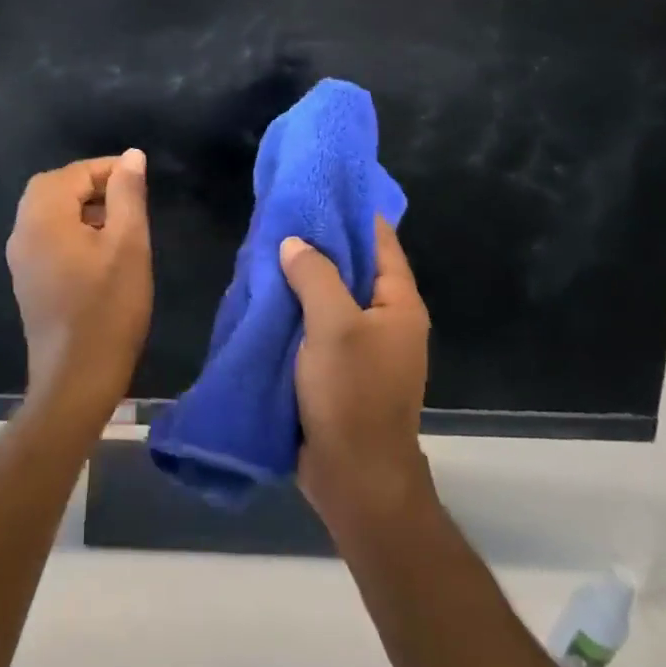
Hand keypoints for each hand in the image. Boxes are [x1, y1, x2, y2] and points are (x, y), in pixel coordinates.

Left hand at [5, 151, 152, 424]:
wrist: (76, 380)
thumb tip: (131, 156)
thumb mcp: (128, 245)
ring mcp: (21, 258)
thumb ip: (128, 194)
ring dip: (80, 206)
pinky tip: (99, 249)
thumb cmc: (108, 309)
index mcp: (43, 217)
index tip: (139, 178)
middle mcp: (23, 231)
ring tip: (119, 221)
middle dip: (90, 184)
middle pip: (52, 187)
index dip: (107, 169)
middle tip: (127, 195)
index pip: (72, 173)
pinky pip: (45, 235)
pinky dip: (70, 227)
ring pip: (47, 212)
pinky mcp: (27, 279)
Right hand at [281, 217, 433, 529]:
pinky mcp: (338, 368)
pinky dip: (296, 308)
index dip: (353, 211)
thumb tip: (295, 243)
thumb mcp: (334, 325)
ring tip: (268, 247)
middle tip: (282, 214)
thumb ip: (315, 275)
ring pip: (331, 296)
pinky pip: (317, 324)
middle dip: (320, 242)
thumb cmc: (352, 395)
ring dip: (303, 277)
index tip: (319, 187)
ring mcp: (362, 346)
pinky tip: (267, 293)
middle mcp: (385, 320)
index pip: (380, 240)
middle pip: (353, 266)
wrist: (355, 479)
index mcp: (398, 304)